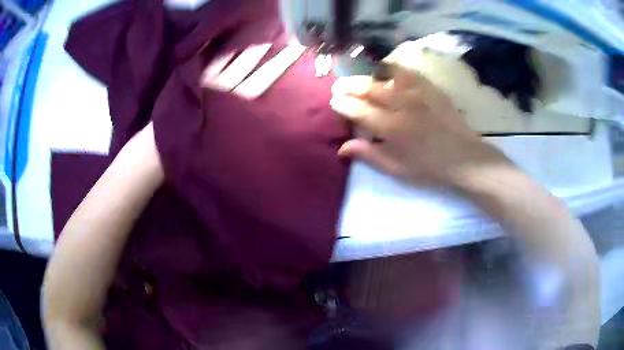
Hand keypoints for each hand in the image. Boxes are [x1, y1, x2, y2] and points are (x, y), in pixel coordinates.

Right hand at [330, 63, 509, 186]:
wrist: (464, 157)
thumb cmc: (429, 167)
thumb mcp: (397, 169)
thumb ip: (369, 155)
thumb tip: (342, 147)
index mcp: (392, 128)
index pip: (359, 110)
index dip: (343, 104)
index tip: (334, 101)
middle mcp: (402, 105)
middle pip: (369, 88)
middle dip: (349, 85)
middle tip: (339, 85)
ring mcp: (418, 93)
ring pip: (385, 76)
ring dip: (367, 74)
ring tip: (357, 75)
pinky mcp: (430, 87)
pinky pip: (407, 71)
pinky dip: (392, 68)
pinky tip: (384, 68)